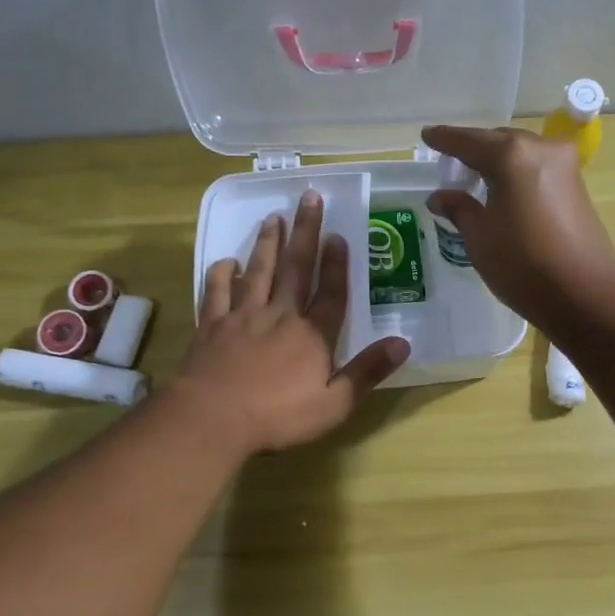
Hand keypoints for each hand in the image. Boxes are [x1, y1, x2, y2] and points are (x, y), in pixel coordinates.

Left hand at [176, 190, 409, 454]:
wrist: (213, 418)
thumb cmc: (278, 416)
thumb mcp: (335, 403)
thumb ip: (367, 371)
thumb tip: (403, 343)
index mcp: (312, 335)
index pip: (331, 293)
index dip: (337, 264)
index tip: (338, 235)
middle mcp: (280, 316)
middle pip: (296, 268)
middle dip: (304, 232)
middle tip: (308, 197)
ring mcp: (242, 318)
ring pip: (257, 272)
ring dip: (267, 244)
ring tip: (273, 217)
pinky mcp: (211, 326)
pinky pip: (216, 292)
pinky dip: (221, 274)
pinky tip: (226, 262)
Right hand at [423, 125, 614, 324]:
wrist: (583, 292)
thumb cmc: (523, 265)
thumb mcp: (480, 238)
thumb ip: (458, 209)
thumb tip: (440, 196)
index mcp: (510, 156)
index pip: (468, 141)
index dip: (444, 140)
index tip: (427, 136)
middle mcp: (539, 148)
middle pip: (497, 141)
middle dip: (473, 150)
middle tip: (450, 164)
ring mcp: (563, 164)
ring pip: (520, 153)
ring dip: (496, 162)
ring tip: (474, 179)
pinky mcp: (576, 184)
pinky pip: (536, 168)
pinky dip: (516, 173)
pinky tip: (502, 190)